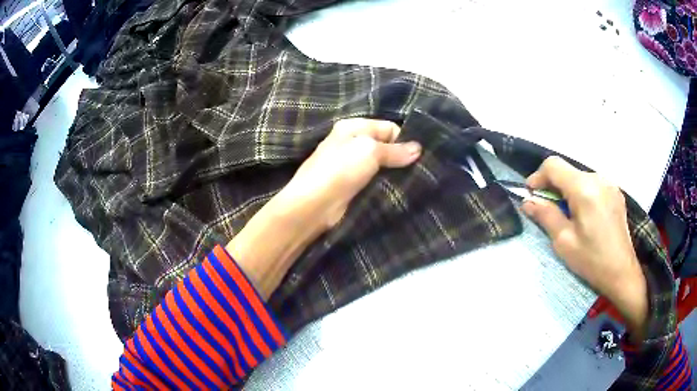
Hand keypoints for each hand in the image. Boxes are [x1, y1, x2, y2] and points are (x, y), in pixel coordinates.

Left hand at [227, 119, 420, 298]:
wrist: (313, 205)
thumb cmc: (340, 170)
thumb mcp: (369, 152)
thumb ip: (395, 150)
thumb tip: (419, 149)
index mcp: (353, 127)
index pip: (388, 127)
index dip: (405, 139)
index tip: (421, 156)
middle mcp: (351, 143)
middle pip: (385, 146)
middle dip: (402, 157)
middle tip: (422, 170)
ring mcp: (351, 166)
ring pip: (381, 165)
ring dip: (395, 172)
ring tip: (416, 181)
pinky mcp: (352, 185)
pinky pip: (374, 180)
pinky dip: (385, 184)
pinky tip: (400, 190)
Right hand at [521, 156, 647, 339]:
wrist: (622, 272)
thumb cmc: (592, 260)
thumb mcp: (564, 241)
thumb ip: (546, 215)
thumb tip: (527, 201)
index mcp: (584, 189)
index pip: (554, 165)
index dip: (538, 177)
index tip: (531, 195)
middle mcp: (598, 178)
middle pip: (567, 171)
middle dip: (553, 186)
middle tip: (547, 209)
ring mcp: (609, 183)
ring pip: (580, 177)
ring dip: (568, 190)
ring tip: (568, 215)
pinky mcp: (616, 192)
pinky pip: (593, 184)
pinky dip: (582, 193)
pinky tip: (584, 214)